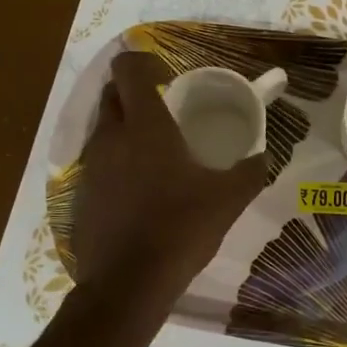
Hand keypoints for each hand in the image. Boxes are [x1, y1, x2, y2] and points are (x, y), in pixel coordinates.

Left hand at [72, 53, 265, 298]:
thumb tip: (265, 156)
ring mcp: (91, 166)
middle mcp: (111, 137)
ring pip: (103, 128)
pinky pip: (98, 162)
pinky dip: (116, 162)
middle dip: (134, 93)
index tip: (168, 77)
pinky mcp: (82, 195)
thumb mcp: (228, 199)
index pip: (128, 68)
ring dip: (125, 128)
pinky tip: (141, 190)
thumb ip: (251, 171)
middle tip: (166, 111)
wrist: (128, 284)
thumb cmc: (180, 229)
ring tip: (157, 152)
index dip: (144, 62)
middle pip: (112, 94)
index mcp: (145, 126)